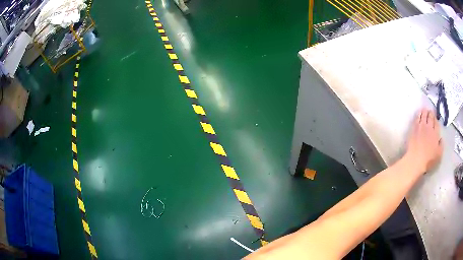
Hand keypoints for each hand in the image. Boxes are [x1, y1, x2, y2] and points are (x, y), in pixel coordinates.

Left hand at [405, 108, 442, 172]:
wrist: (415, 160)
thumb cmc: (428, 160)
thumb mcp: (438, 155)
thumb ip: (441, 145)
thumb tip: (441, 138)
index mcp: (435, 134)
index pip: (436, 123)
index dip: (435, 119)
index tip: (435, 117)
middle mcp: (429, 127)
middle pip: (430, 117)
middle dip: (430, 113)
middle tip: (430, 111)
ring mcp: (421, 127)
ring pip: (423, 115)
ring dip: (424, 111)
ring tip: (425, 110)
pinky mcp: (414, 128)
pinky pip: (417, 118)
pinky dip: (418, 114)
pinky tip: (419, 113)